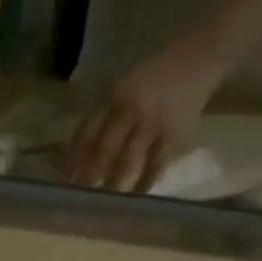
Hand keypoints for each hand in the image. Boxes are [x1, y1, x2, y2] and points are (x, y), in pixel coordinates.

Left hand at [64, 46, 223, 192]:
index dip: (73, 158)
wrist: (198, 59)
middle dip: (88, 175)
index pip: (86, 132)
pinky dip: (144, 182)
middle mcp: (130, 110)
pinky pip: (155, 165)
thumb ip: (103, 116)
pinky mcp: (174, 135)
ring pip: (126, 161)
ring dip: (113, 183)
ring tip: (103, 201)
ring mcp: (152, 124)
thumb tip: (79, 153)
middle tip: (79, 196)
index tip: (64, 179)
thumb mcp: (123, 88)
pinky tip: (135, 196)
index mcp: (114, 97)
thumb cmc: (155, 78)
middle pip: (103, 150)